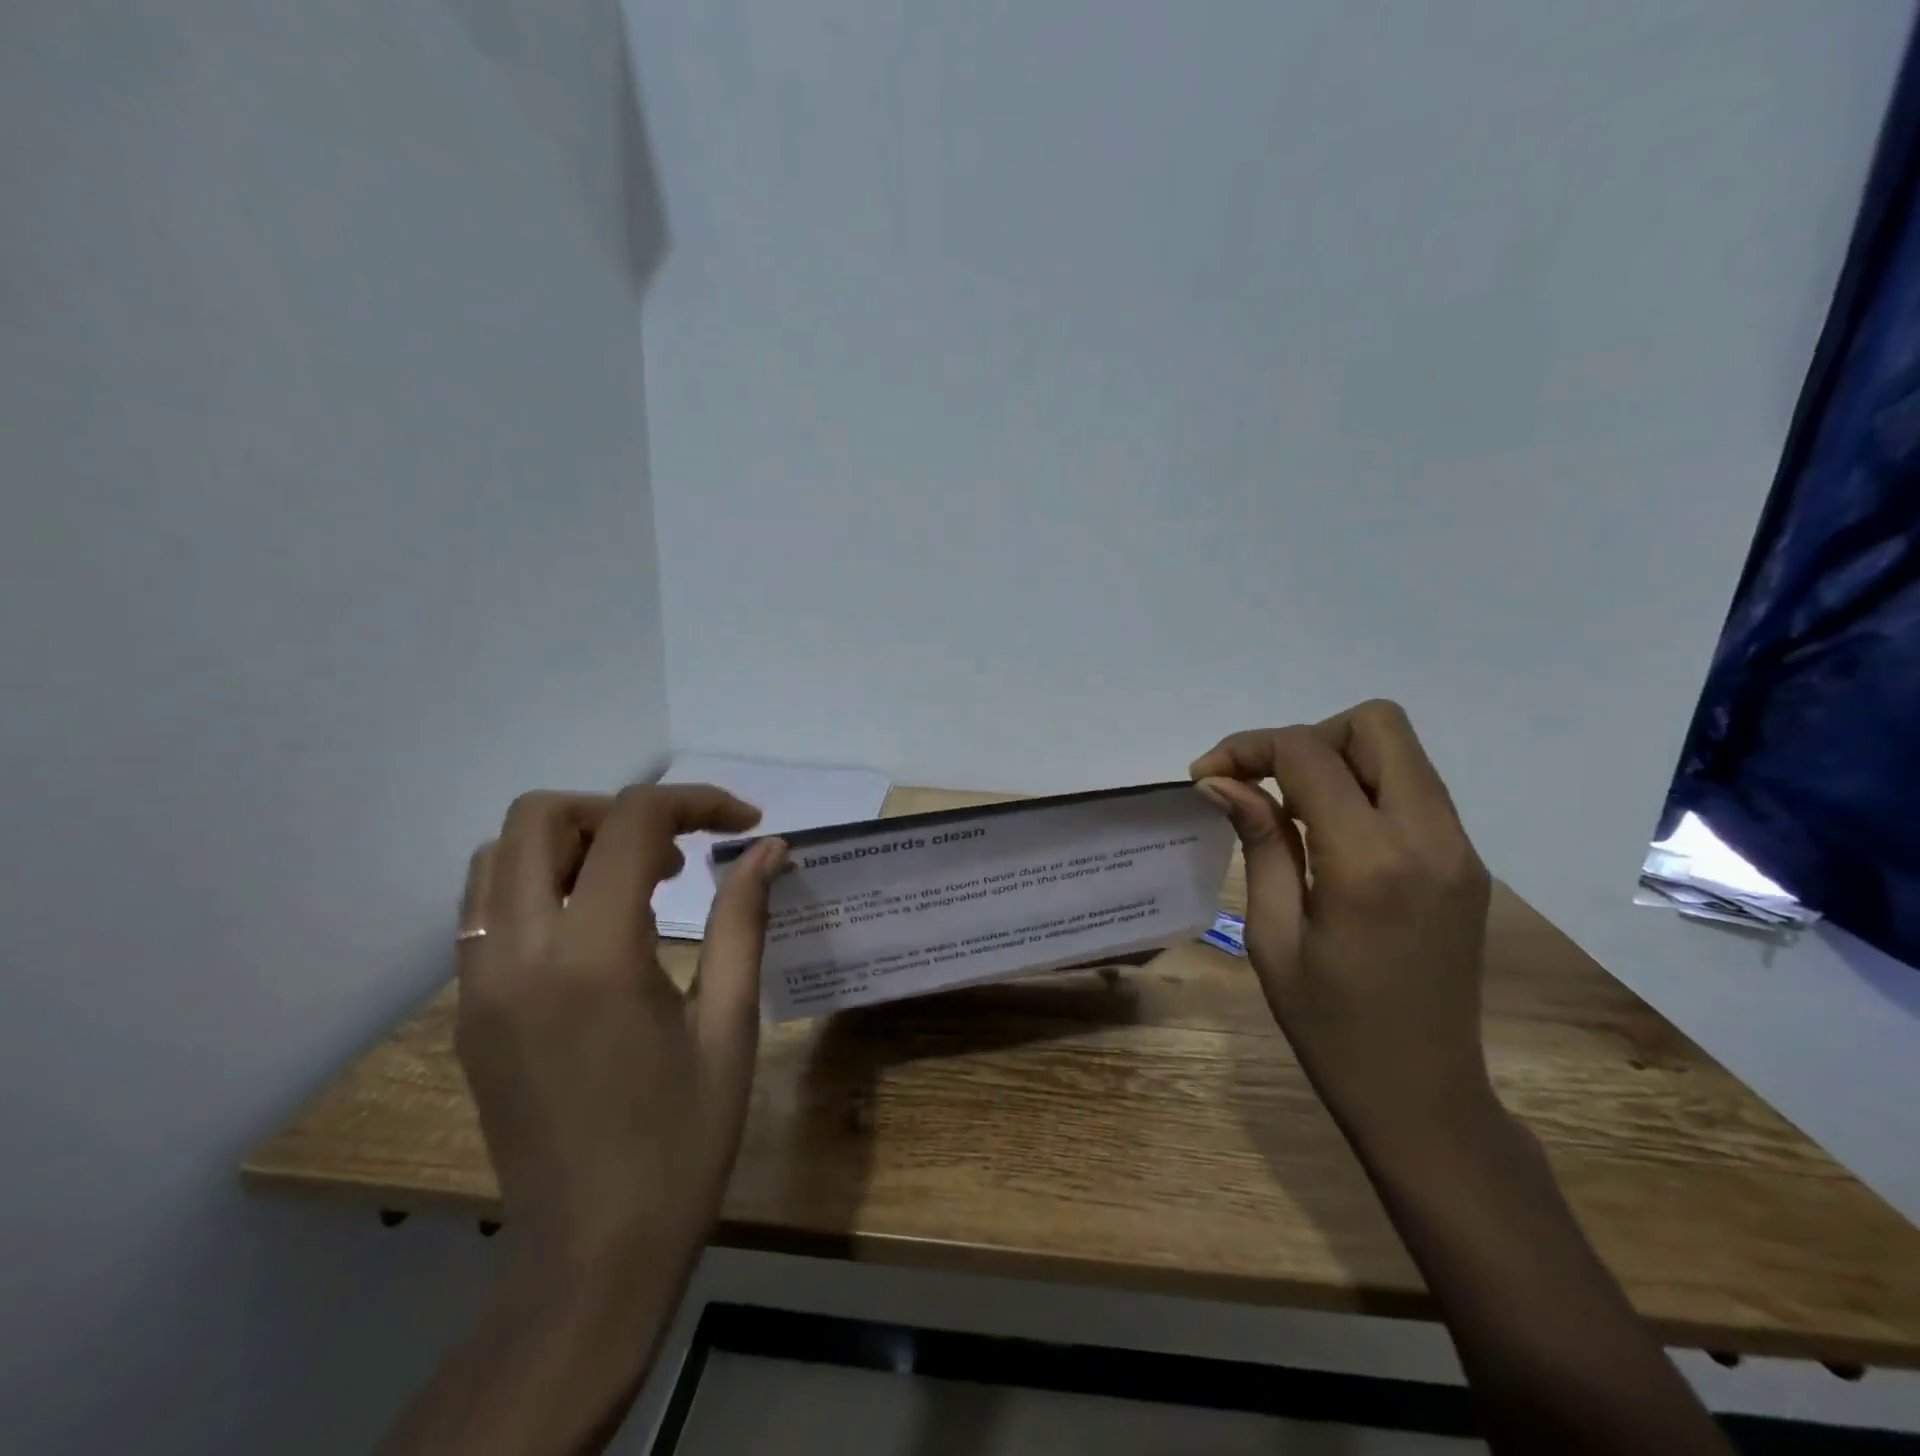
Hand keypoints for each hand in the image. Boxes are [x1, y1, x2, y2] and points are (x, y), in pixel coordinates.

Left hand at [454, 784, 787, 1283]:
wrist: (592, 1255)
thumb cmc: (682, 1141)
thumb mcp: (730, 1024)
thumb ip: (744, 921)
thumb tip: (768, 849)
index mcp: (593, 958)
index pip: (632, 823)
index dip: (697, 802)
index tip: (744, 824)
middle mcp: (517, 956)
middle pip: (540, 816)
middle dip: (617, 811)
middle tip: (675, 852)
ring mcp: (477, 985)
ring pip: (500, 857)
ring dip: (572, 843)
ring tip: (637, 884)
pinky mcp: (468, 1012)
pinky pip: (486, 909)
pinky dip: (542, 884)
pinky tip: (596, 929)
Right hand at [1191, 700, 1492, 1147]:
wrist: (1422, 1094)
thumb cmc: (1328, 1025)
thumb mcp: (1272, 934)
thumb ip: (1258, 842)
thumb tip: (1222, 780)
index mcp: (1370, 862)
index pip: (1309, 754)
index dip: (1248, 747)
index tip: (1208, 775)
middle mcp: (1430, 839)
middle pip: (1377, 724)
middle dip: (1308, 738)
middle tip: (1264, 783)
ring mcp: (1461, 849)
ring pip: (1401, 751)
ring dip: (1338, 759)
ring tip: (1290, 809)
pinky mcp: (1468, 863)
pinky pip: (1415, 789)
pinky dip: (1365, 787)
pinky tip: (1329, 834)